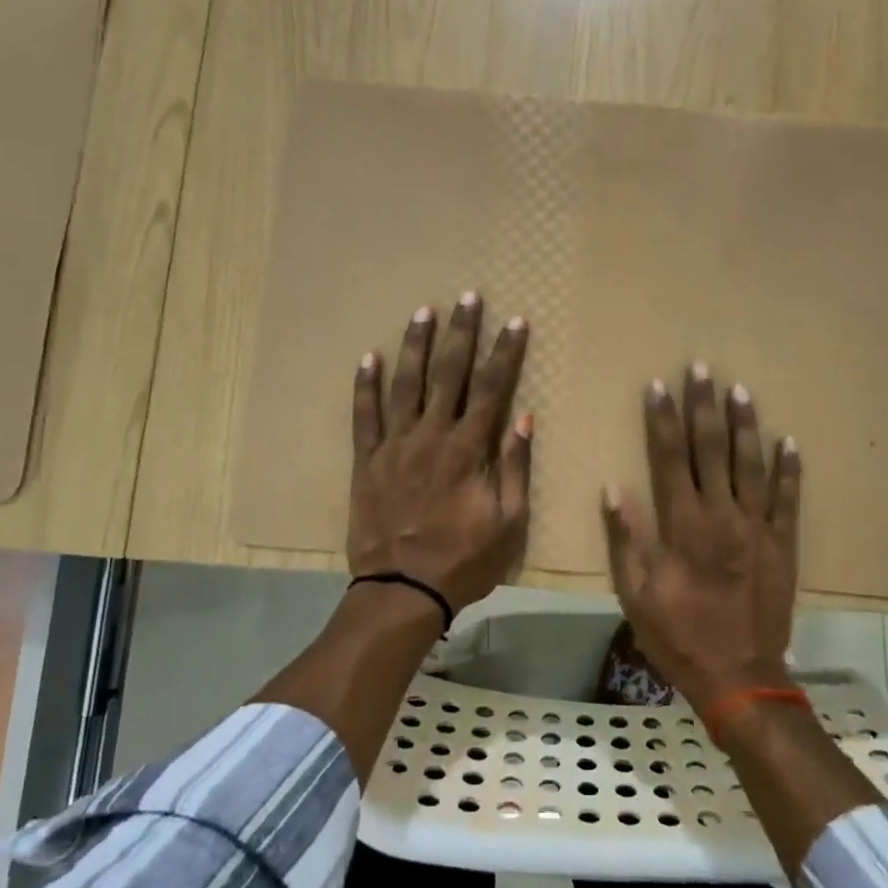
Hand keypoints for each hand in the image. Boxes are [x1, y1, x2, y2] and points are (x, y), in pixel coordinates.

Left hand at [349, 293, 532, 611]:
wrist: (403, 589)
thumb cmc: (464, 559)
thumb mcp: (509, 522)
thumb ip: (514, 467)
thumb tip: (524, 419)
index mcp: (468, 449)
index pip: (492, 388)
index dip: (505, 353)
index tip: (515, 322)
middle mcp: (431, 435)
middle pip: (449, 374)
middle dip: (462, 333)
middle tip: (468, 298)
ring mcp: (394, 445)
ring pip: (405, 384)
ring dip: (416, 346)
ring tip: (423, 312)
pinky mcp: (366, 461)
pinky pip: (363, 416)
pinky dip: (364, 386)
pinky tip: (367, 357)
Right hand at [600, 364, 801, 714]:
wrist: (739, 676)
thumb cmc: (678, 636)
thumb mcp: (635, 594)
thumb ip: (626, 539)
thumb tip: (614, 489)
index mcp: (682, 526)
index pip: (667, 458)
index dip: (661, 420)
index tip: (658, 386)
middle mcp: (720, 516)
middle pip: (710, 449)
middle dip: (703, 407)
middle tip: (701, 368)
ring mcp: (757, 527)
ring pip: (751, 464)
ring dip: (745, 425)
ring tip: (739, 390)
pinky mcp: (783, 543)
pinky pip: (788, 498)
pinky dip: (789, 469)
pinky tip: (788, 441)